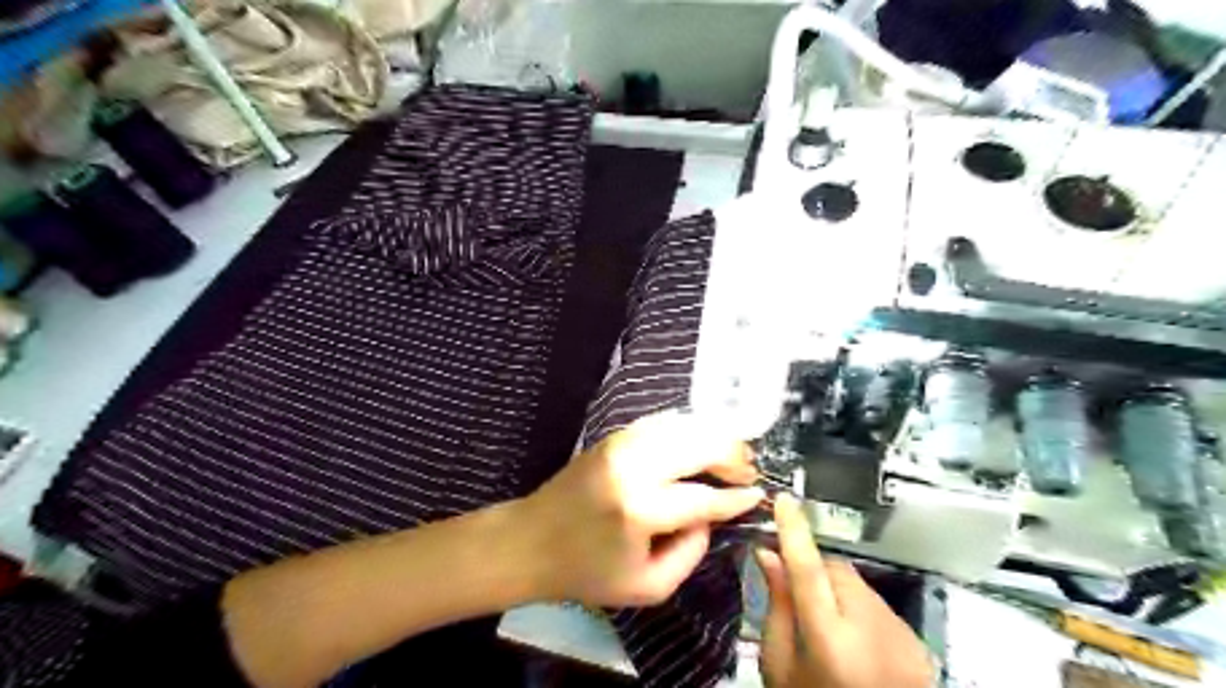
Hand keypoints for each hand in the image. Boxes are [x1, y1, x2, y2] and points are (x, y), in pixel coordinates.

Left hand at [530, 410, 763, 603]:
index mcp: (640, 509)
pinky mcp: (615, 436)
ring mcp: (622, 444)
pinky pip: (664, 422)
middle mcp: (634, 467)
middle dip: (733, 457)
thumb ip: (690, 553)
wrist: (532, 540)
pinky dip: (690, 428)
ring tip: (733, 456)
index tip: (759, 495)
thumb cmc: (587, 572)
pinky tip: (702, 442)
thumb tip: (711, 516)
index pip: (704, 498)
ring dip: (715, 437)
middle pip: (700, 445)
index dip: (737, 497)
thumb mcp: (647, 587)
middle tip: (748, 473)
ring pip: (685, 425)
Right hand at [753, 496, 934, 687]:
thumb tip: (768, 554)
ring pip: (858, 584)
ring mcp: (901, 635)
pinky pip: (877, 603)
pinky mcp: (917, 641)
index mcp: (830, 641)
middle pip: (836, 570)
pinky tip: (853, 638)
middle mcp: (873, 630)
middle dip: (813, 567)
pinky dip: (858, 607)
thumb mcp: (781, 666)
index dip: (794, 531)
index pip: (808, 571)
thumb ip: (777, 606)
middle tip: (795, 587)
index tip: (784, 499)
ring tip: (826, 622)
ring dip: (836, 587)